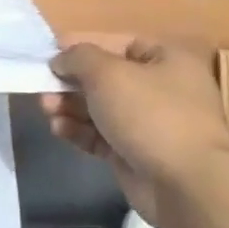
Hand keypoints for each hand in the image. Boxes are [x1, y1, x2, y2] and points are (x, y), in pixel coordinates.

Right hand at [38, 33, 228, 226]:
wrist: (185, 183)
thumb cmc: (150, 115)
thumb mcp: (108, 73)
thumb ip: (78, 58)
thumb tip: (61, 60)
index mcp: (166, 61)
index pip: (118, 43)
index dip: (83, 46)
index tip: (50, 54)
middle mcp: (160, 89)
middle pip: (104, 78)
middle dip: (70, 82)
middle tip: (43, 88)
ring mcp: (148, 124)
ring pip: (98, 108)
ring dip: (68, 107)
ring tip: (47, 111)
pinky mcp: (133, 153)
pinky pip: (99, 135)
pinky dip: (77, 131)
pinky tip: (59, 130)